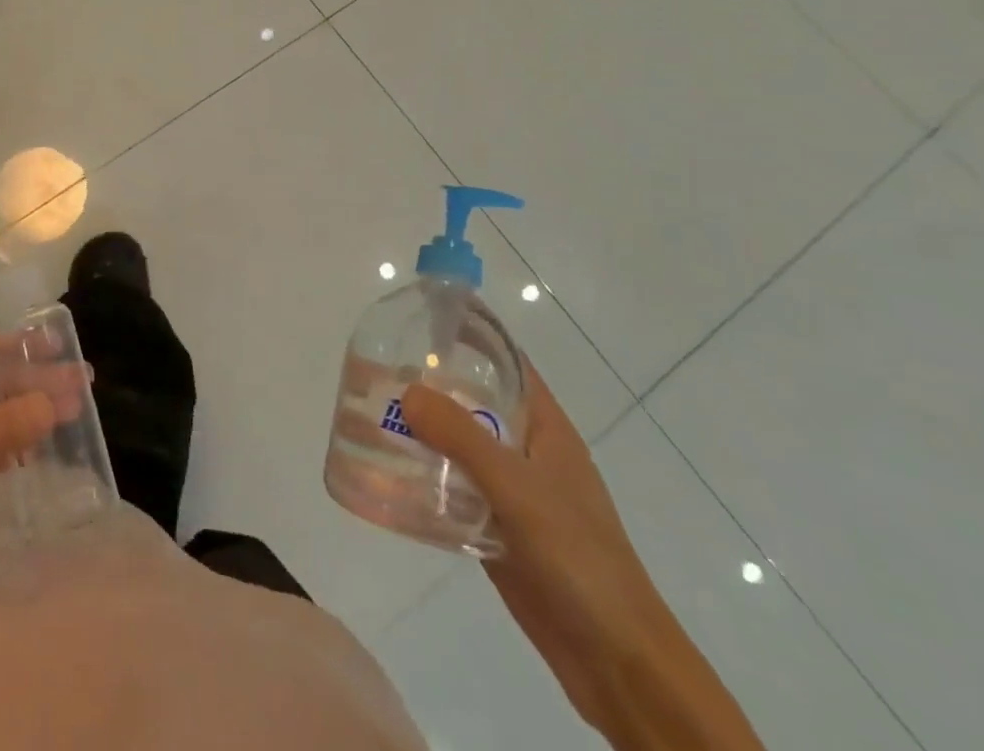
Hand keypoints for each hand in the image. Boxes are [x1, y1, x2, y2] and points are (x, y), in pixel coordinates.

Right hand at [403, 370, 763, 750]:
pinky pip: (452, 491)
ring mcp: (511, 492)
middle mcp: (526, 452)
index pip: (505, 363)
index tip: (419, 321)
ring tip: (367, 418)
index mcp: (545, 429)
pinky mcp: (495, 529)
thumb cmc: (579, 558)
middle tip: (375, 373)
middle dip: (429, 387)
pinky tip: (385, 475)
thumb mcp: (518, 488)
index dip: (469, 338)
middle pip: (473, 404)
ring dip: (419, 434)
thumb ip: (462, 438)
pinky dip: (423, 479)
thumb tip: (407, 390)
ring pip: (457, 448)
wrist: (616, 661)